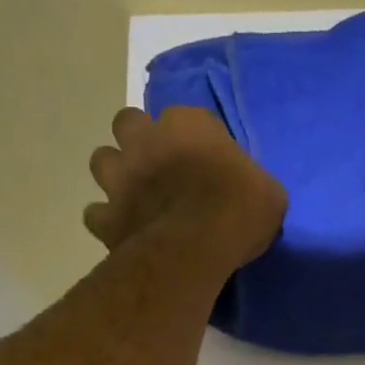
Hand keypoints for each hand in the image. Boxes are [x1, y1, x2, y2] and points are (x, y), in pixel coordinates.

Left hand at [85, 107, 286, 271]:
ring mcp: (120, 177)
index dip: (191, 138)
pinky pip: (95, 213)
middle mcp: (146, 140)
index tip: (203, 161)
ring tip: (133, 195)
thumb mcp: (268, 193)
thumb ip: (252, 183)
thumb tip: (251, 192)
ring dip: (115, 174)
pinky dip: (106, 220)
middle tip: (157, 167)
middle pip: (128, 123)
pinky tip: (121, 231)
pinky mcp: (107, 216)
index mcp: (188, 124)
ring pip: (101, 160)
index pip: (185, 117)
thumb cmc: (240, 211)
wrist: (197, 246)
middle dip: (138, 140)